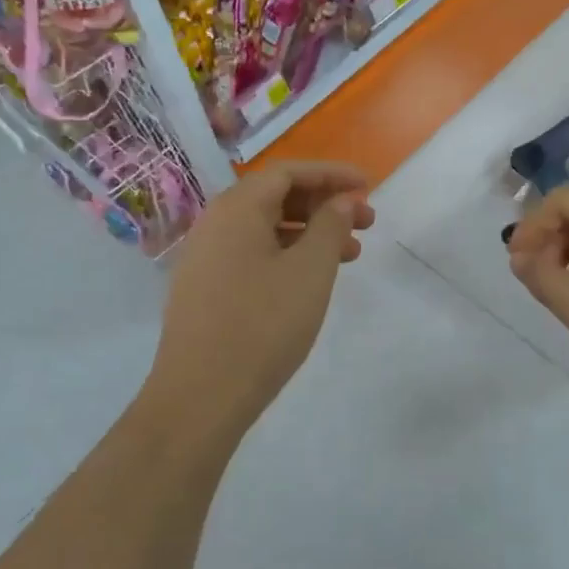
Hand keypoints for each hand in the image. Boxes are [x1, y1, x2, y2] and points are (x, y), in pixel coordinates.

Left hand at [146, 161, 374, 441]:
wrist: (200, 396)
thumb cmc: (263, 325)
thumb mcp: (310, 270)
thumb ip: (330, 226)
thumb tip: (342, 200)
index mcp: (236, 208)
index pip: (288, 172)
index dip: (332, 174)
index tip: (368, 184)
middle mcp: (214, 224)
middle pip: (275, 197)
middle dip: (324, 204)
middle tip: (366, 223)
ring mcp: (205, 258)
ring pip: (266, 229)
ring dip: (310, 233)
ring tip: (351, 255)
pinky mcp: (204, 290)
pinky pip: (252, 255)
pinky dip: (287, 255)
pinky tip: (311, 280)